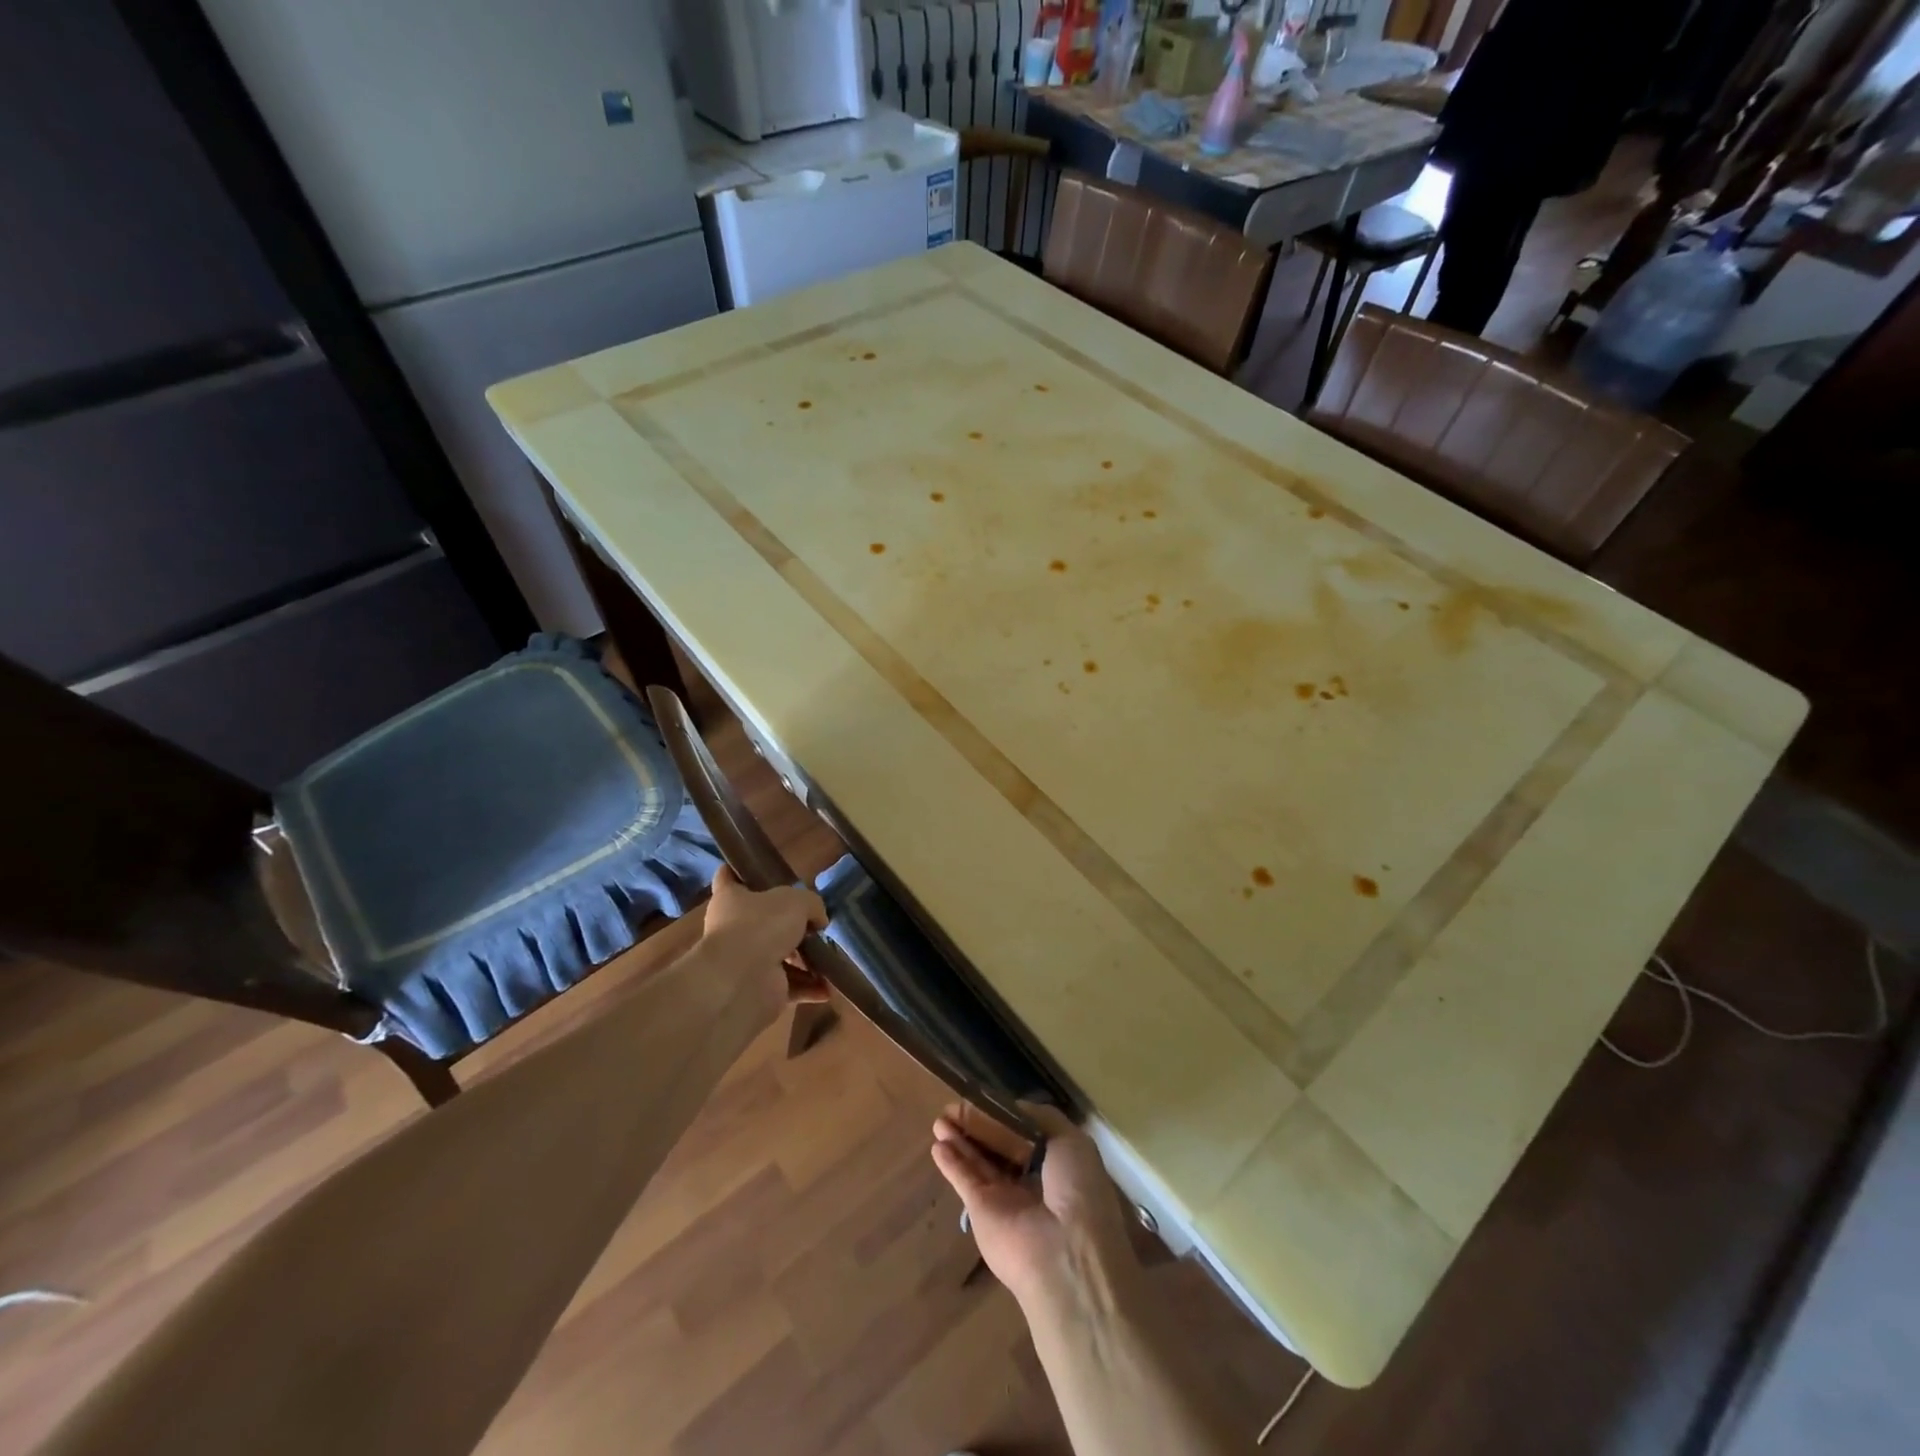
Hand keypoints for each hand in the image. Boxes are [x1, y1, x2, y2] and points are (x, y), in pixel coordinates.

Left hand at [700, 866, 829, 1002]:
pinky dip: (810, 987)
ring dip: (806, 959)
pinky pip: (791, 986)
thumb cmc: (762, 925)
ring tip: (831, 956)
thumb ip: (812, 904)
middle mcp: (734, 929)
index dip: (740, 872)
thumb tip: (819, 919)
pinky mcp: (761, 989)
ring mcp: (746, 961)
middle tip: (816, 922)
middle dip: (790, 924)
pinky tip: (829, 986)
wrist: (742, 980)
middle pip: (762, 921)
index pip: (728, 877)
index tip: (757, 870)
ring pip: (781, 956)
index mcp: (731, 899)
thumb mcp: (797, 901)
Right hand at [930, 1107, 1139, 1315]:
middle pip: (998, 1145)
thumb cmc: (1076, 1188)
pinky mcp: (981, 1212)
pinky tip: (937, 1145)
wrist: (1063, 1252)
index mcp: (1056, 1162)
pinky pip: (964, 1180)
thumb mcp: (1071, 1141)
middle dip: (978, 1124)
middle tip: (954, 1106)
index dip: (1005, 1114)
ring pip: (978, 1160)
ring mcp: (1004, 1197)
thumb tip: (1012, 1109)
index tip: (986, 1097)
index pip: (1024, 1132)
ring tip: (940, 1119)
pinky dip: (950, 1163)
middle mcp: (1029, 1179)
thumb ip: (1040, 1119)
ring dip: (960, 1138)